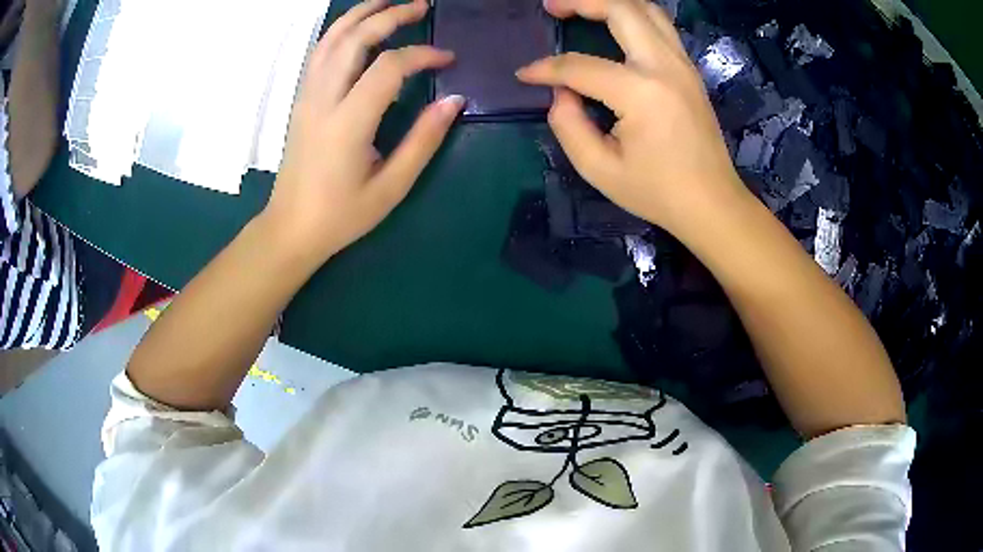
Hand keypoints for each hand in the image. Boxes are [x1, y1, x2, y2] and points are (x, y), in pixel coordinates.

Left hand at [264, 0, 463, 262]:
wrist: (291, 228)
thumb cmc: (341, 215)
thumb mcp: (391, 186)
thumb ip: (423, 140)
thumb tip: (454, 101)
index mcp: (348, 123)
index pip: (388, 67)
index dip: (422, 54)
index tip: (447, 59)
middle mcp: (323, 100)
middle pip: (355, 39)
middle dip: (390, 15)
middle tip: (421, 6)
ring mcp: (306, 96)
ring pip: (330, 39)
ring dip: (360, 14)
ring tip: (388, 2)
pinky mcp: (301, 100)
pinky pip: (318, 53)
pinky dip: (339, 31)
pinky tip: (356, 26)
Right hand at [517, 0, 747, 234]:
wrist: (712, 203)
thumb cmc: (658, 192)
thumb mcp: (600, 170)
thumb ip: (569, 126)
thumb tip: (561, 93)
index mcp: (641, 93)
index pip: (580, 66)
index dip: (546, 69)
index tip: (525, 75)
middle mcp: (665, 67)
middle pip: (620, 9)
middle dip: (580, 1)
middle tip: (552, 7)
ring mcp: (682, 64)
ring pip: (646, 9)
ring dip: (610, 1)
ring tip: (580, 7)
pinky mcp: (689, 70)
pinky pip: (660, 26)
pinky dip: (633, 15)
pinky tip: (615, 23)